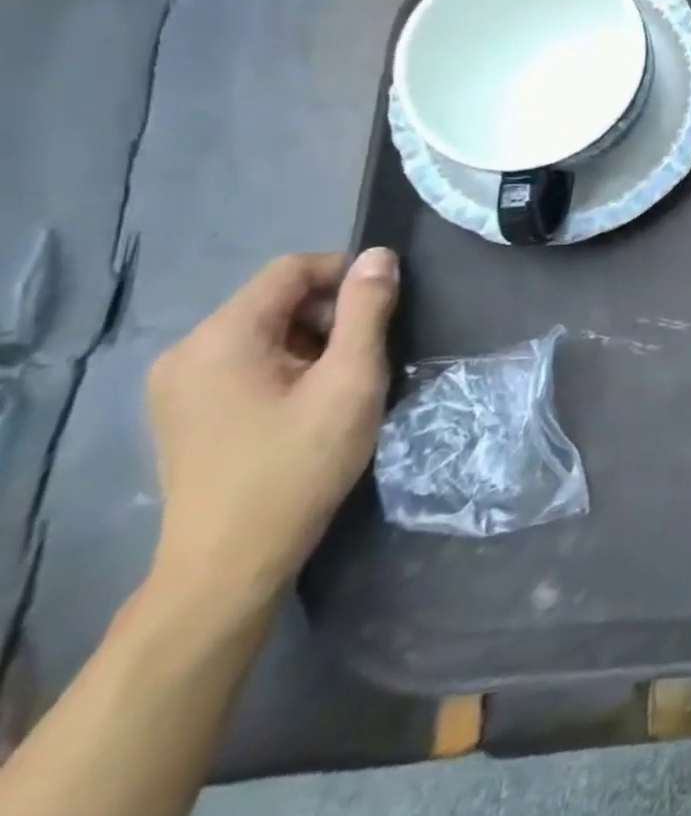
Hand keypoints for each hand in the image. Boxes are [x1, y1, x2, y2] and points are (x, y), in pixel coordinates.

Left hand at [145, 249, 397, 623]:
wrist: (231, 560)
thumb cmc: (299, 462)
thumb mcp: (351, 379)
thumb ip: (367, 311)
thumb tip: (379, 255)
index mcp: (221, 337)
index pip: (291, 269)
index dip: (346, 273)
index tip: (388, 304)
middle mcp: (187, 351)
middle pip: (275, 299)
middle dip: (331, 313)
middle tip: (369, 352)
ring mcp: (177, 384)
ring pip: (263, 330)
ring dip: (313, 340)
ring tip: (344, 382)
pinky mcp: (184, 411)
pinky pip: (245, 360)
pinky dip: (287, 364)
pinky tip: (309, 402)